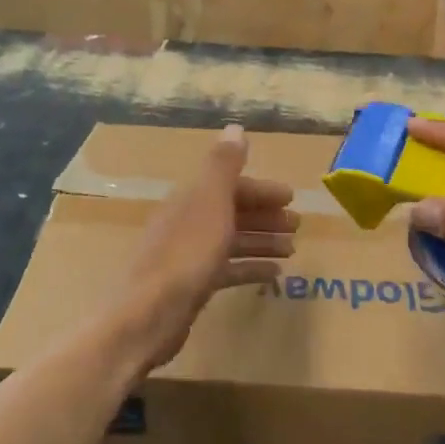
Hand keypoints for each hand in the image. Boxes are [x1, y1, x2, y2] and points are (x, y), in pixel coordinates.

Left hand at [116, 125, 296, 370]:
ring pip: (232, 241)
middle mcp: (188, 222)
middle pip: (232, 212)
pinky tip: (274, 275)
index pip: (230, 185)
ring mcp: (188, 256)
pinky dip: (250, 268)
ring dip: (262, 241)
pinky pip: (227, 270)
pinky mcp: (192, 286)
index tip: (291, 198)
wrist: (147, 316)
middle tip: (297, 225)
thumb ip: (224, 165)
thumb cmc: (185, 254)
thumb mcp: (210, 202)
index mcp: (191, 199)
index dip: (261, 189)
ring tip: (292, 249)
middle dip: (265, 215)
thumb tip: (235, 127)